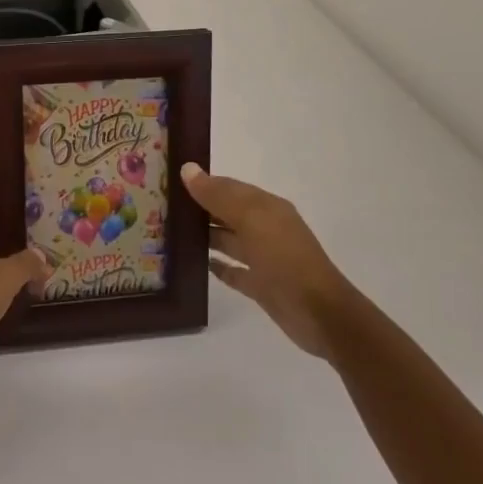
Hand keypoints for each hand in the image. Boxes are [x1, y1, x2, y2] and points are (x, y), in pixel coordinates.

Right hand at [184, 164, 352, 361]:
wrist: (320, 314)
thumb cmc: (285, 258)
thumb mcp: (251, 220)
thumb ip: (218, 196)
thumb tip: (187, 169)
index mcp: (266, 207)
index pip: (229, 187)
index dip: (202, 183)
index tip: (169, 181)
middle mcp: (265, 228)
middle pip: (227, 213)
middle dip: (200, 209)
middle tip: (162, 207)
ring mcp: (264, 258)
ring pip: (229, 241)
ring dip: (205, 236)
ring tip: (171, 234)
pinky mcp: (261, 286)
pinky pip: (235, 272)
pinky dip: (218, 267)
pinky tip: (198, 265)